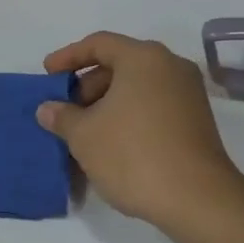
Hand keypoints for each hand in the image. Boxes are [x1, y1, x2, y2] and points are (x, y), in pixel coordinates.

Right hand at [36, 32, 243, 228]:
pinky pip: (153, 106)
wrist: (196, 199)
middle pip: (120, 64)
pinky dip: (129, 116)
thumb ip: (62, 116)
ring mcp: (188, 94)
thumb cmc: (133, 155)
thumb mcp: (84, 136)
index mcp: (144, 58)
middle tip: (66, 111)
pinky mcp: (196, 120)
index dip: (68, 56)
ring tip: (84, 132)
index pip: (99, 43)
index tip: (48, 74)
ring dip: (107, 104)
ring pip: (137, 87)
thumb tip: (48, 109)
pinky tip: (111, 144)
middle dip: (88, 85)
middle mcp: (170, 66)